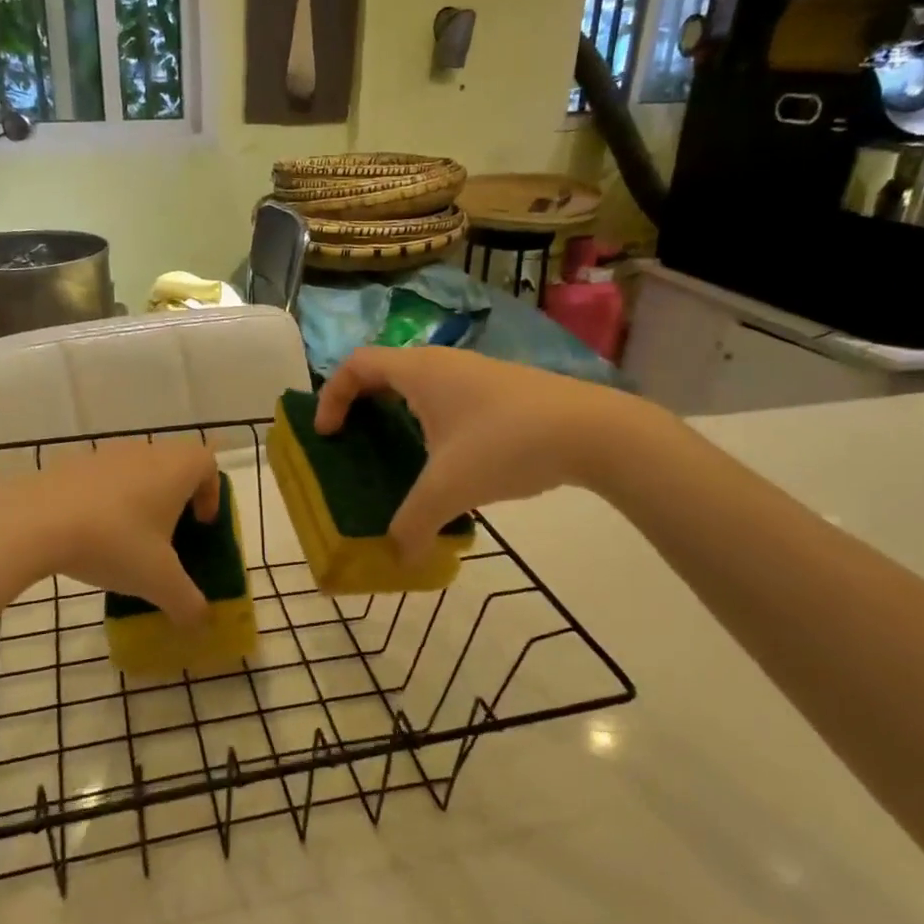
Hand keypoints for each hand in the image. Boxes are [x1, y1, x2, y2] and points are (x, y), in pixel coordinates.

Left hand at [7, 440, 220, 625]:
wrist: (34, 522)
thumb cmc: (114, 543)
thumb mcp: (158, 582)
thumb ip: (187, 603)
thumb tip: (201, 622)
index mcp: (176, 468)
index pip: (207, 464)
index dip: (211, 493)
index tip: (201, 525)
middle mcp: (145, 451)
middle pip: (172, 466)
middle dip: (176, 500)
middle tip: (168, 538)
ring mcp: (105, 454)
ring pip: (136, 472)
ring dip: (140, 501)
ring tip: (128, 542)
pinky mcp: (70, 464)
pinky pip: (102, 481)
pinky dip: (106, 503)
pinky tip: (91, 537)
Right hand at [315, 347, 633, 558]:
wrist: (594, 431)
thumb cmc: (506, 445)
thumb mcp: (450, 489)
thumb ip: (414, 524)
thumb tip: (397, 559)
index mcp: (419, 372)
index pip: (356, 364)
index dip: (331, 396)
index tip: (328, 434)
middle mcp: (444, 364)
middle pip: (385, 372)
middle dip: (361, 405)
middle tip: (353, 442)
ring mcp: (477, 375)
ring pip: (421, 387)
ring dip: (399, 414)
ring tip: (397, 457)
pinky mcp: (504, 391)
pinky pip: (450, 400)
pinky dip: (432, 423)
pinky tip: (449, 463)